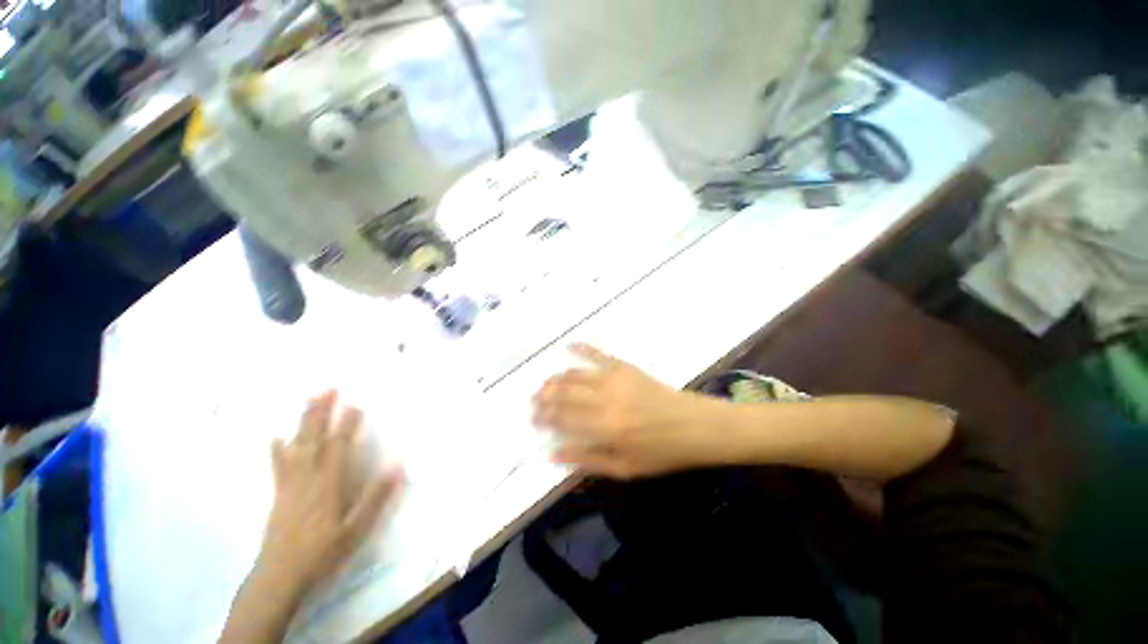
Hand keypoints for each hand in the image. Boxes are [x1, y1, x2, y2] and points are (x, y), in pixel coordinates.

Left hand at [257, 391, 404, 593]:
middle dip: (321, 412)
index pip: (340, 445)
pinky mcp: (279, 493)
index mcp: (329, 483)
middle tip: (328, 388)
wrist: (280, 576)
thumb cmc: (323, 551)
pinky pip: (278, 465)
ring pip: (297, 445)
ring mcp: (290, 483)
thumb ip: (376, 497)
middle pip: (315, 438)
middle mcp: (308, 477)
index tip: (356, 402)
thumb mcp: (357, 529)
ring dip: (303, 421)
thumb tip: (397, 465)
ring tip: (308, 401)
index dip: (348, 423)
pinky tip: (276, 437)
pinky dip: (278, 449)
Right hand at [532, 344, 720, 478]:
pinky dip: (583, 347)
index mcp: (605, 428)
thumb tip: (553, 454)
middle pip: (564, 394)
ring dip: (557, 378)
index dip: (544, 417)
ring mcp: (615, 379)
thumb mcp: (624, 468)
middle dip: (545, 396)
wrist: (694, 426)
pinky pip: (599, 353)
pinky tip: (570, 344)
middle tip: (534, 400)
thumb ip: (587, 460)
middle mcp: (605, 399)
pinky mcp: (625, 367)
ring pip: (575, 374)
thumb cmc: (661, 453)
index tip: (533, 418)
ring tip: (546, 384)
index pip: (563, 418)